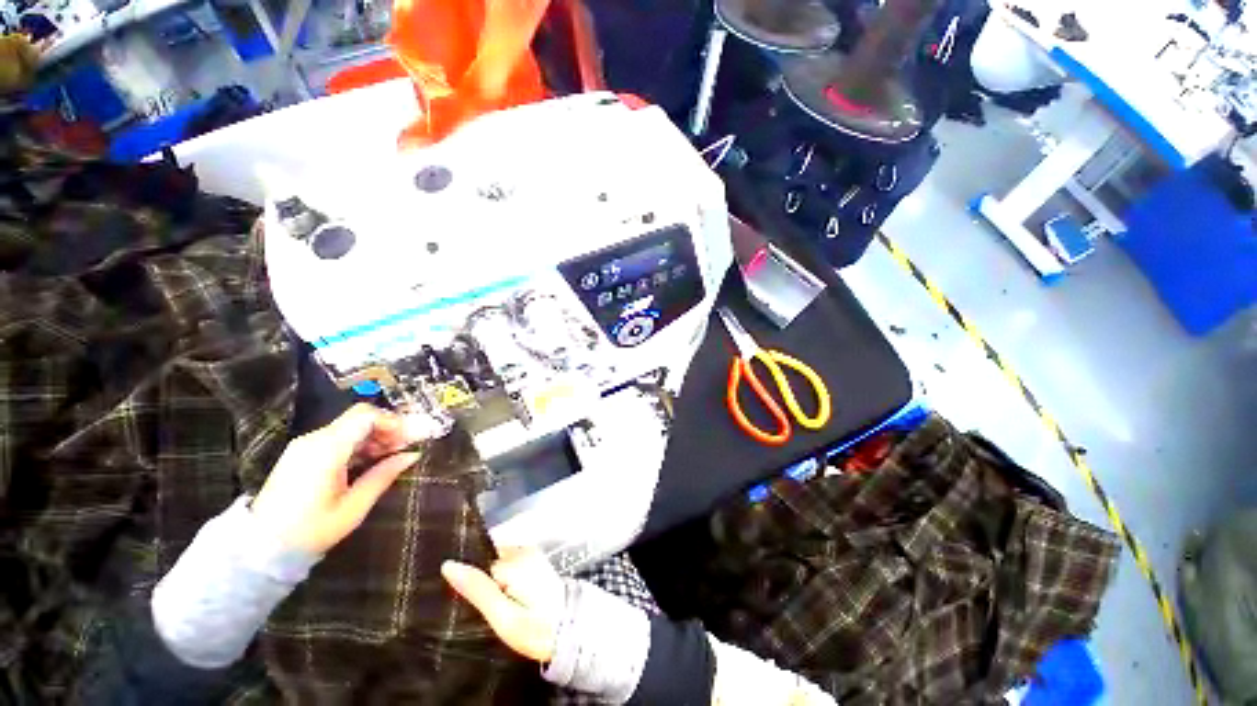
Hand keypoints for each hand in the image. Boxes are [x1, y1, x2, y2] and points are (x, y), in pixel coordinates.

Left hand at [250, 404, 423, 553]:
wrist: (260, 549)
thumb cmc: (311, 530)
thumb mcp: (354, 506)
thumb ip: (384, 475)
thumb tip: (412, 455)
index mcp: (326, 450)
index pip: (366, 416)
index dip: (394, 421)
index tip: (412, 438)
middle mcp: (314, 440)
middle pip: (360, 418)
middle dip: (389, 428)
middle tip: (408, 446)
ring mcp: (305, 446)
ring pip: (351, 427)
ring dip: (376, 437)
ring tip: (393, 456)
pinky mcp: (302, 454)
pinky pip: (338, 438)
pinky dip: (360, 444)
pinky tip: (372, 460)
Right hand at [442, 548, 565, 662]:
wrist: (569, 631)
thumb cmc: (535, 627)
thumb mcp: (502, 615)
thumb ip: (477, 589)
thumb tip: (449, 565)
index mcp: (514, 559)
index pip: (478, 559)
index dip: (468, 577)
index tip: (461, 595)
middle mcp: (523, 550)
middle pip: (489, 557)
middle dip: (480, 576)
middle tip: (480, 605)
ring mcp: (532, 554)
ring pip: (498, 560)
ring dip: (491, 579)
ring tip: (493, 604)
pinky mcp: (536, 563)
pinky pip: (509, 564)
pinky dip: (502, 579)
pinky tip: (504, 599)